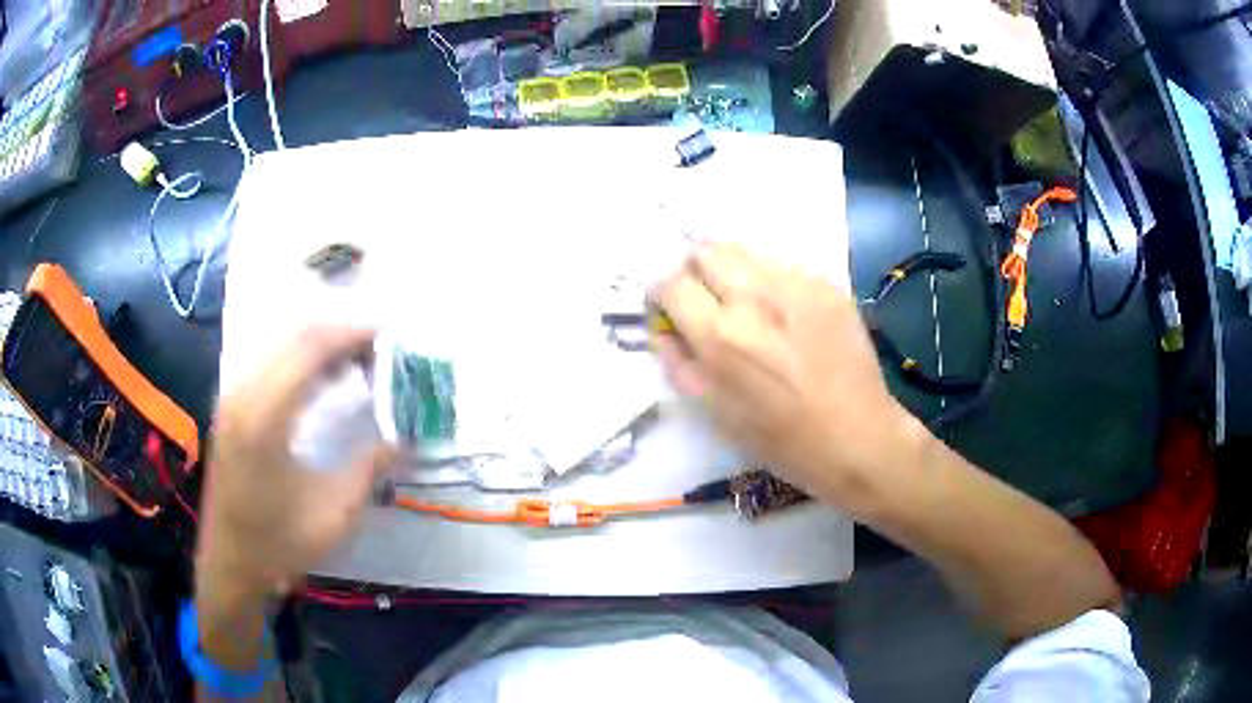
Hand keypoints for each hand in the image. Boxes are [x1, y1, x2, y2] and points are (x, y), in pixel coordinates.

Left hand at [196, 326, 394, 605]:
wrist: (230, 565)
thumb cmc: (279, 544)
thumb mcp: (334, 513)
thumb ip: (369, 468)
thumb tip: (406, 440)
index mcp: (265, 417)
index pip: (311, 347)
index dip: (353, 335)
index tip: (390, 340)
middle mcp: (243, 394)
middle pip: (296, 337)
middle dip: (342, 335)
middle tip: (380, 353)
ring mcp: (233, 397)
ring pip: (283, 345)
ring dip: (323, 347)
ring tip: (360, 364)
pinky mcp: (232, 407)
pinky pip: (272, 363)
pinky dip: (303, 361)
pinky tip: (325, 380)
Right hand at [651, 243, 919, 513]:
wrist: (857, 436)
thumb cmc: (780, 439)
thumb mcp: (715, 411)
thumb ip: (680, 361)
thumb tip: (662, 326)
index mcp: (720, 336)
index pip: (670, 283)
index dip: (662, 295)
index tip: (671, 310)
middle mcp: (754, 298)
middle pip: (705, 250)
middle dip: (696, 273)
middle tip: (709, 302)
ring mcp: (797, 285)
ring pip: (746, 253)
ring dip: (735, 274)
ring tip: (751, 309)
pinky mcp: (827, 284)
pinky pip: (785, 268)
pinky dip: (773, 285)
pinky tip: (789, 319)